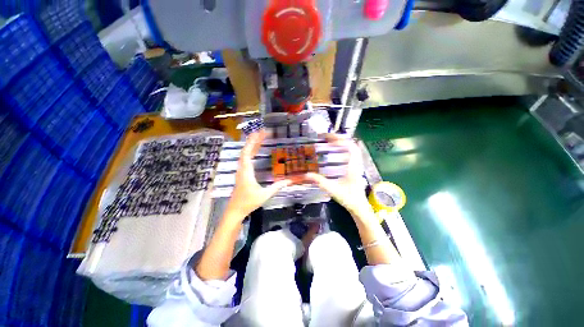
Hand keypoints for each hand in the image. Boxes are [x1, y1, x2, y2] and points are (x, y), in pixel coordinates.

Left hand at [223, 130, 291, 220]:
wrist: (235, 210)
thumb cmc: (248, 202)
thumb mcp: (264, 195)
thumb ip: (277, 187)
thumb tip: (289, 181)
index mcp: (246, 171)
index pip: (248, 152)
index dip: (254, 141)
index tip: (261, 133)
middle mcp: (242, 168)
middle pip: (246, 150)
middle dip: (254, 140)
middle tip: (264, 132)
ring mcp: (241, 170)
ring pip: (245, 154)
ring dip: (252, 145)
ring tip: (261, 137)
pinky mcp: (242, 173)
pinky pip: (246, 159)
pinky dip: (251, 152)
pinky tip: (256, 150)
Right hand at [305, 134, 370, 215]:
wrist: (359, 206)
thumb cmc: (348, 198)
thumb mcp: (332, 189)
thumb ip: (319, 181)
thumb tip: (307, 175)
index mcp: (353, 167)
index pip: (351, 148)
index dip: (340, 141)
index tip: (328, 139)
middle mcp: (357, 164)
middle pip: (352, 145)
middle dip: (340, 139)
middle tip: (327, 138)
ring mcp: (358, 165)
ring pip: (353, 148)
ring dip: (343, 143)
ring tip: (331, 141)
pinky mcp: (356, 168)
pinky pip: (353, 153)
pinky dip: (345, 149)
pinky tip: (337, 151)